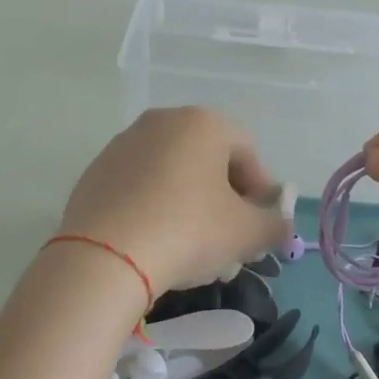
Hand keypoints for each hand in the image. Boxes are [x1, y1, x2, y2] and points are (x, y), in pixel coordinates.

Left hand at [58, 107, 289, 295]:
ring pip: (172, 173)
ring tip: (193, 248)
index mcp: (203, 122)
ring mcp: (123, 144)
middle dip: (224, 198)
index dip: (260, 189)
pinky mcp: (96, 172)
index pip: (247, 150)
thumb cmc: (189, 230)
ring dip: (190, 204)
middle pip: (208, 159)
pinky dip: (155, 207)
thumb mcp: (247, 233)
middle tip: (229, 238)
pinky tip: (156, 243)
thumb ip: (275, 226)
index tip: (259, 224)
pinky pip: (139, 186)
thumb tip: (282, 227)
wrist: (105, 257)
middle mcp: (162, 121)